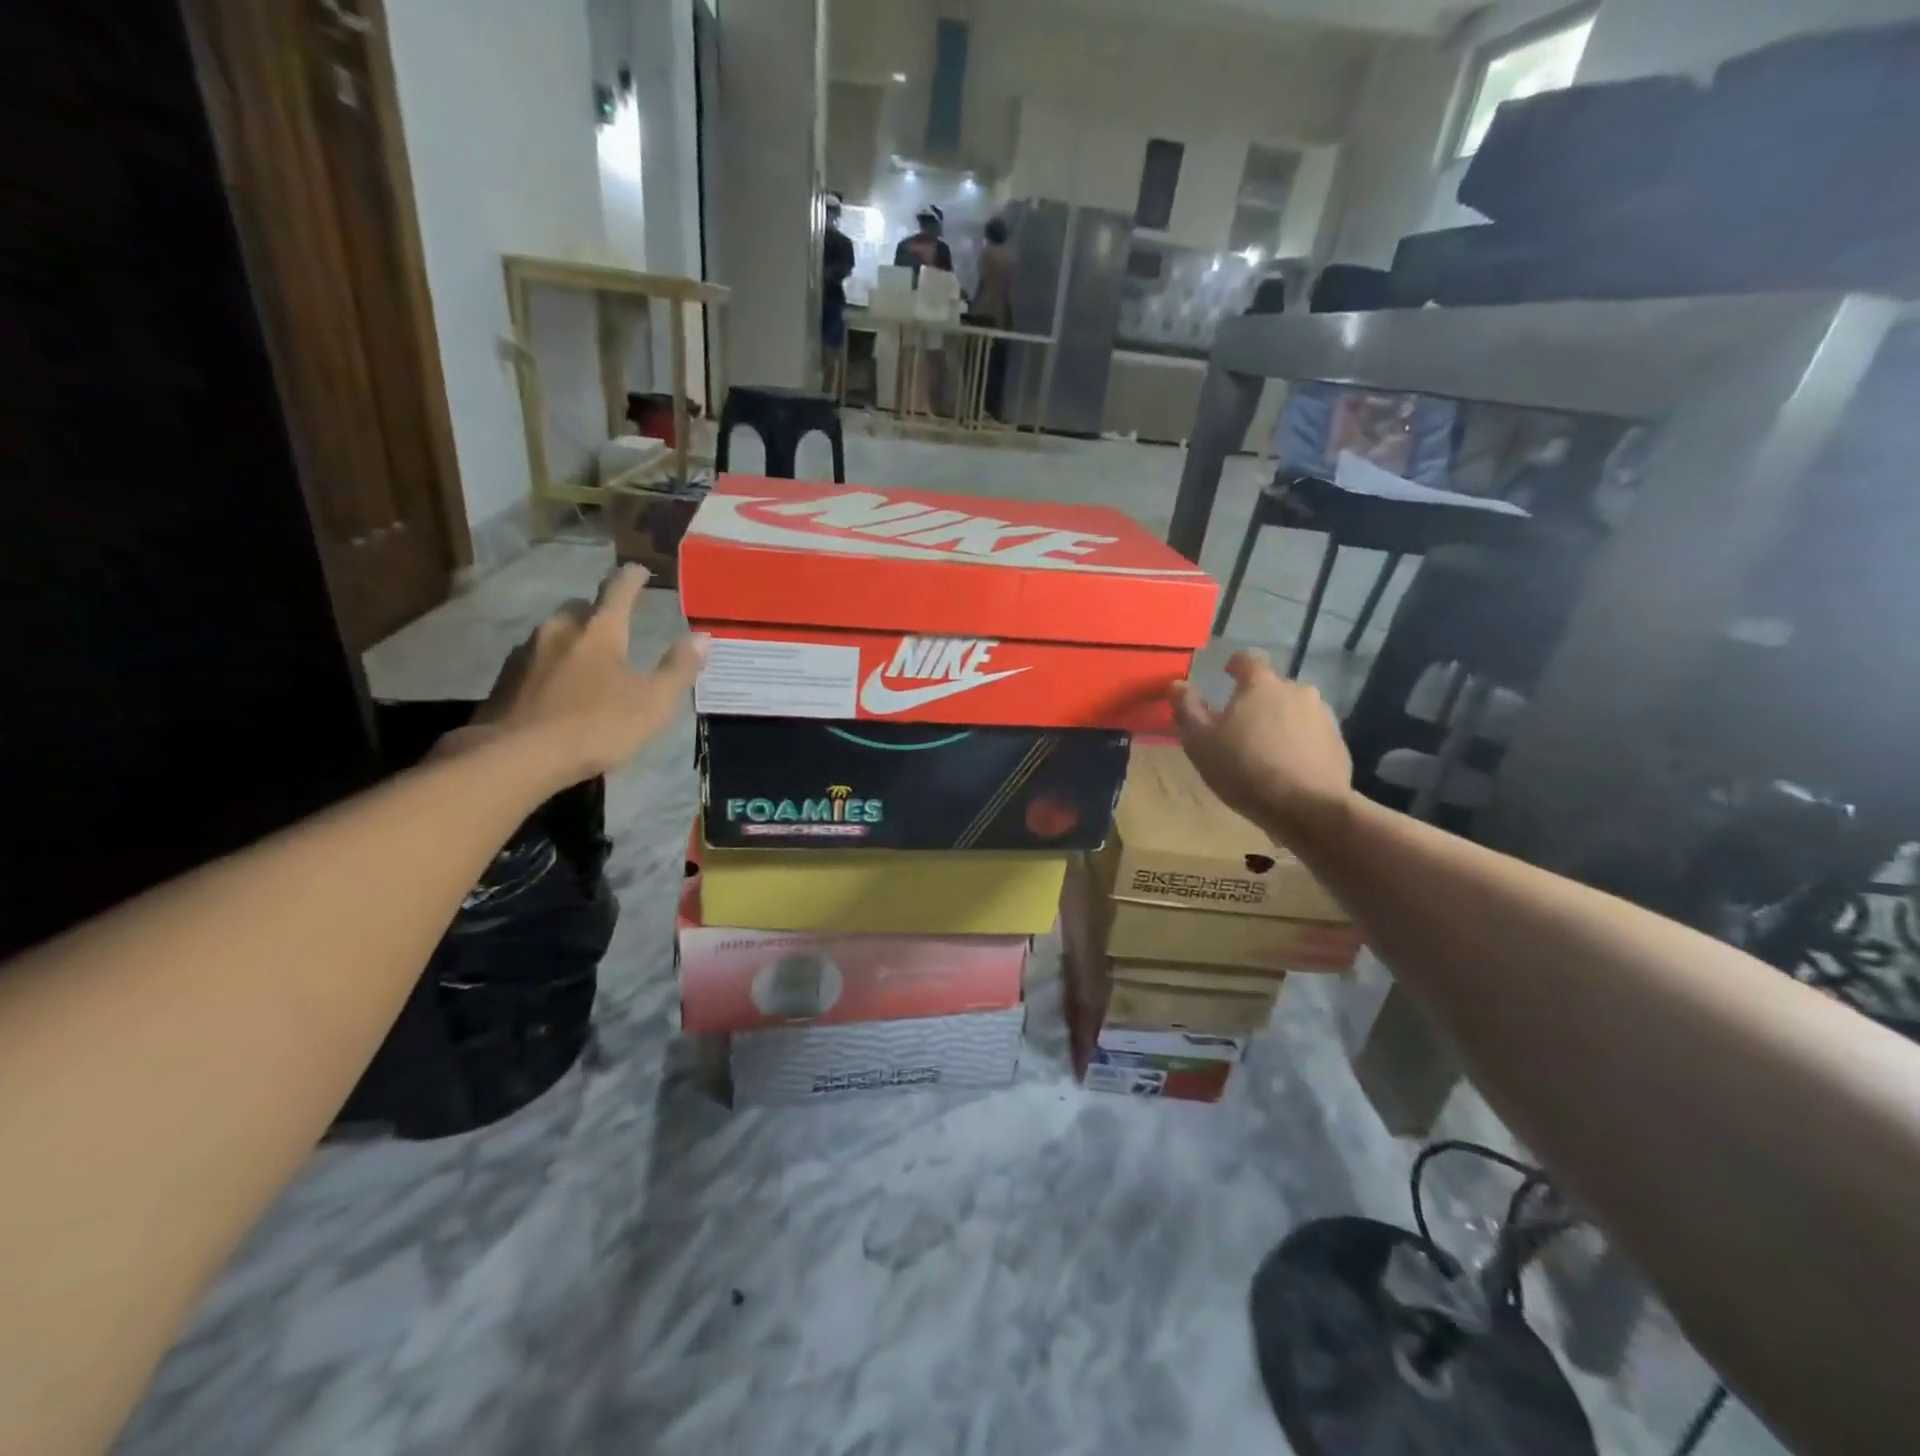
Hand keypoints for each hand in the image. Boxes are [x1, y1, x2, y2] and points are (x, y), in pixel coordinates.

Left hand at [453, 566, 705, 787]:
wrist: (515, 757)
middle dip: (598, 612)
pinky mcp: (504, 679)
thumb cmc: (595, 726)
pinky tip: (556, 687)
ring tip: (586, 660)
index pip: (618, 591)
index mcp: (600, 631)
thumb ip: (678, 669)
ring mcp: (527, 653)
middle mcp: (560, 630)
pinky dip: (550, 665)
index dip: (631, 578)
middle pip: (580, 608)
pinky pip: (534, 660)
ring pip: (554, 633)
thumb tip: (701, 637)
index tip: (639, 570)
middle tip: (613, 625)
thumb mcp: (653, 703)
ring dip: (572, 639)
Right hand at [1169, 649, 1353, 844]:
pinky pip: (1311, 734)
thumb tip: (1177, 684)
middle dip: (1256, 700)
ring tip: (1265, 749)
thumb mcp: (1200, 742)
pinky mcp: (1338, 743)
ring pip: (1293, 710)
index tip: (1226, 674)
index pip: (1248, 659)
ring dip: (1279, 721)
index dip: (1235, 665)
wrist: (1308, 808)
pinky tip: (1287, 767)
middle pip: (1272, 687)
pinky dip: (1298, 743)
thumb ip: (1186, 708)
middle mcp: (1297, 690)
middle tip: (1240, 725)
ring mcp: (1323, 716)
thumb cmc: (1244, 768)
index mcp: (1261, 684)